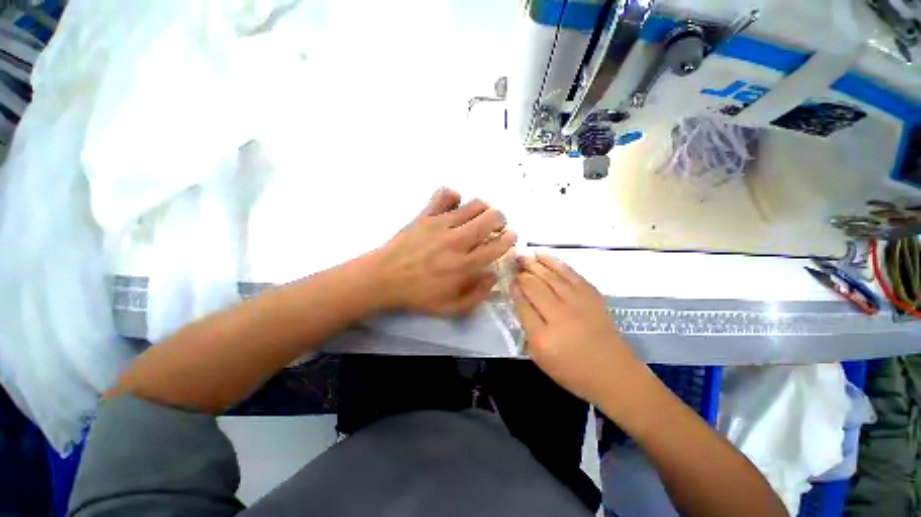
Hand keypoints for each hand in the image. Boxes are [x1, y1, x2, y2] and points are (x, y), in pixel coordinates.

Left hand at [374, 188, 516, 316]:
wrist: (383, 278)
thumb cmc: (417, 295)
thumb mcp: (451, 308)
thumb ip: (477, 295)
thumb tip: (492, 274)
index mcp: (465, 265)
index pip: (498, 245)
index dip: (509, 239)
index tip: (509, 237)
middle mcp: (457, 241)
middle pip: (491, 218)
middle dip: (501, 220)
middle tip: (497, 227)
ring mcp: (441, 224)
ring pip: (474, 204)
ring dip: (483, 209)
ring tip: (479, 217)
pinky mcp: (426, 214)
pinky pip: (445, 194)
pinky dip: (454, 197)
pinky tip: (454, 207)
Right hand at [511, 255, 644, 405]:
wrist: (614, 373)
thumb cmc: (572, 370)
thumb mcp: (539, 357)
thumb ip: (526, 327)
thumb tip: (519, 298)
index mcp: (543, 337)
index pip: (522, 304)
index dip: (513, 288)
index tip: (508, 280)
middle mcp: (559, 316)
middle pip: (534, 286)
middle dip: (521, 273)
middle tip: (512, 263)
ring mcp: (578, 302)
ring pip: (550, 275)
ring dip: (533, 263)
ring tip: (522, 255)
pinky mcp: (591, 294)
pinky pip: (569, 272)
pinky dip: (554, 261)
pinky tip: (542, 255)